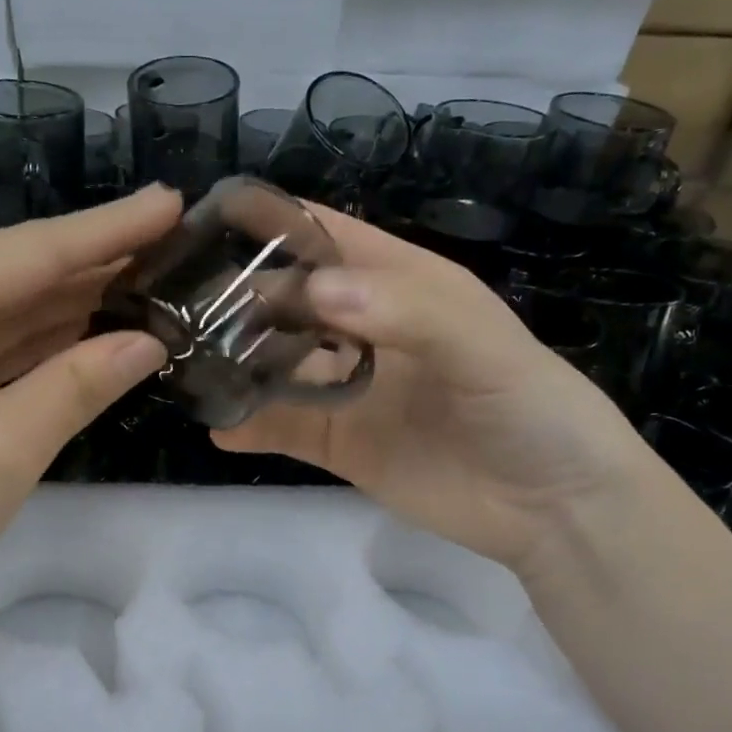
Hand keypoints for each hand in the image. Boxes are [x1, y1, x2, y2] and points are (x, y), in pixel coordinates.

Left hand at [0, 187, 177, 677]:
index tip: (171, 201)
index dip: (108, 229)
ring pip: (1, 316)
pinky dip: (38, 348)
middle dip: (93, 262)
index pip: (29, 252)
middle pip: (13, 274)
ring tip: (146, 282)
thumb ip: (79, 383)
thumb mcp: (3, 449)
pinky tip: (88, 336)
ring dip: (70, 305)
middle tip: (170, 242)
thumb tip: (149, 340)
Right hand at [216, 205, 657, 568]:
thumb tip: (314, 292)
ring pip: (278, 365)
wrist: (554, 508)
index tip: (205, 223)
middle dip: (239, 299)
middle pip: (289, 302)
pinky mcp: (341, 444)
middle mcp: (366, 330)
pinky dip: (250, 426)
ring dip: (237, 362)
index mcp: (401, 284)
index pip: (327, 237)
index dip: (273, 225)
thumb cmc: (533, 408)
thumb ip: (407, 311)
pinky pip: (285, 429)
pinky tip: (218, 426)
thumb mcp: (483, 346)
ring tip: (185, 361)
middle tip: (177, 306)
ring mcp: (350, 389)